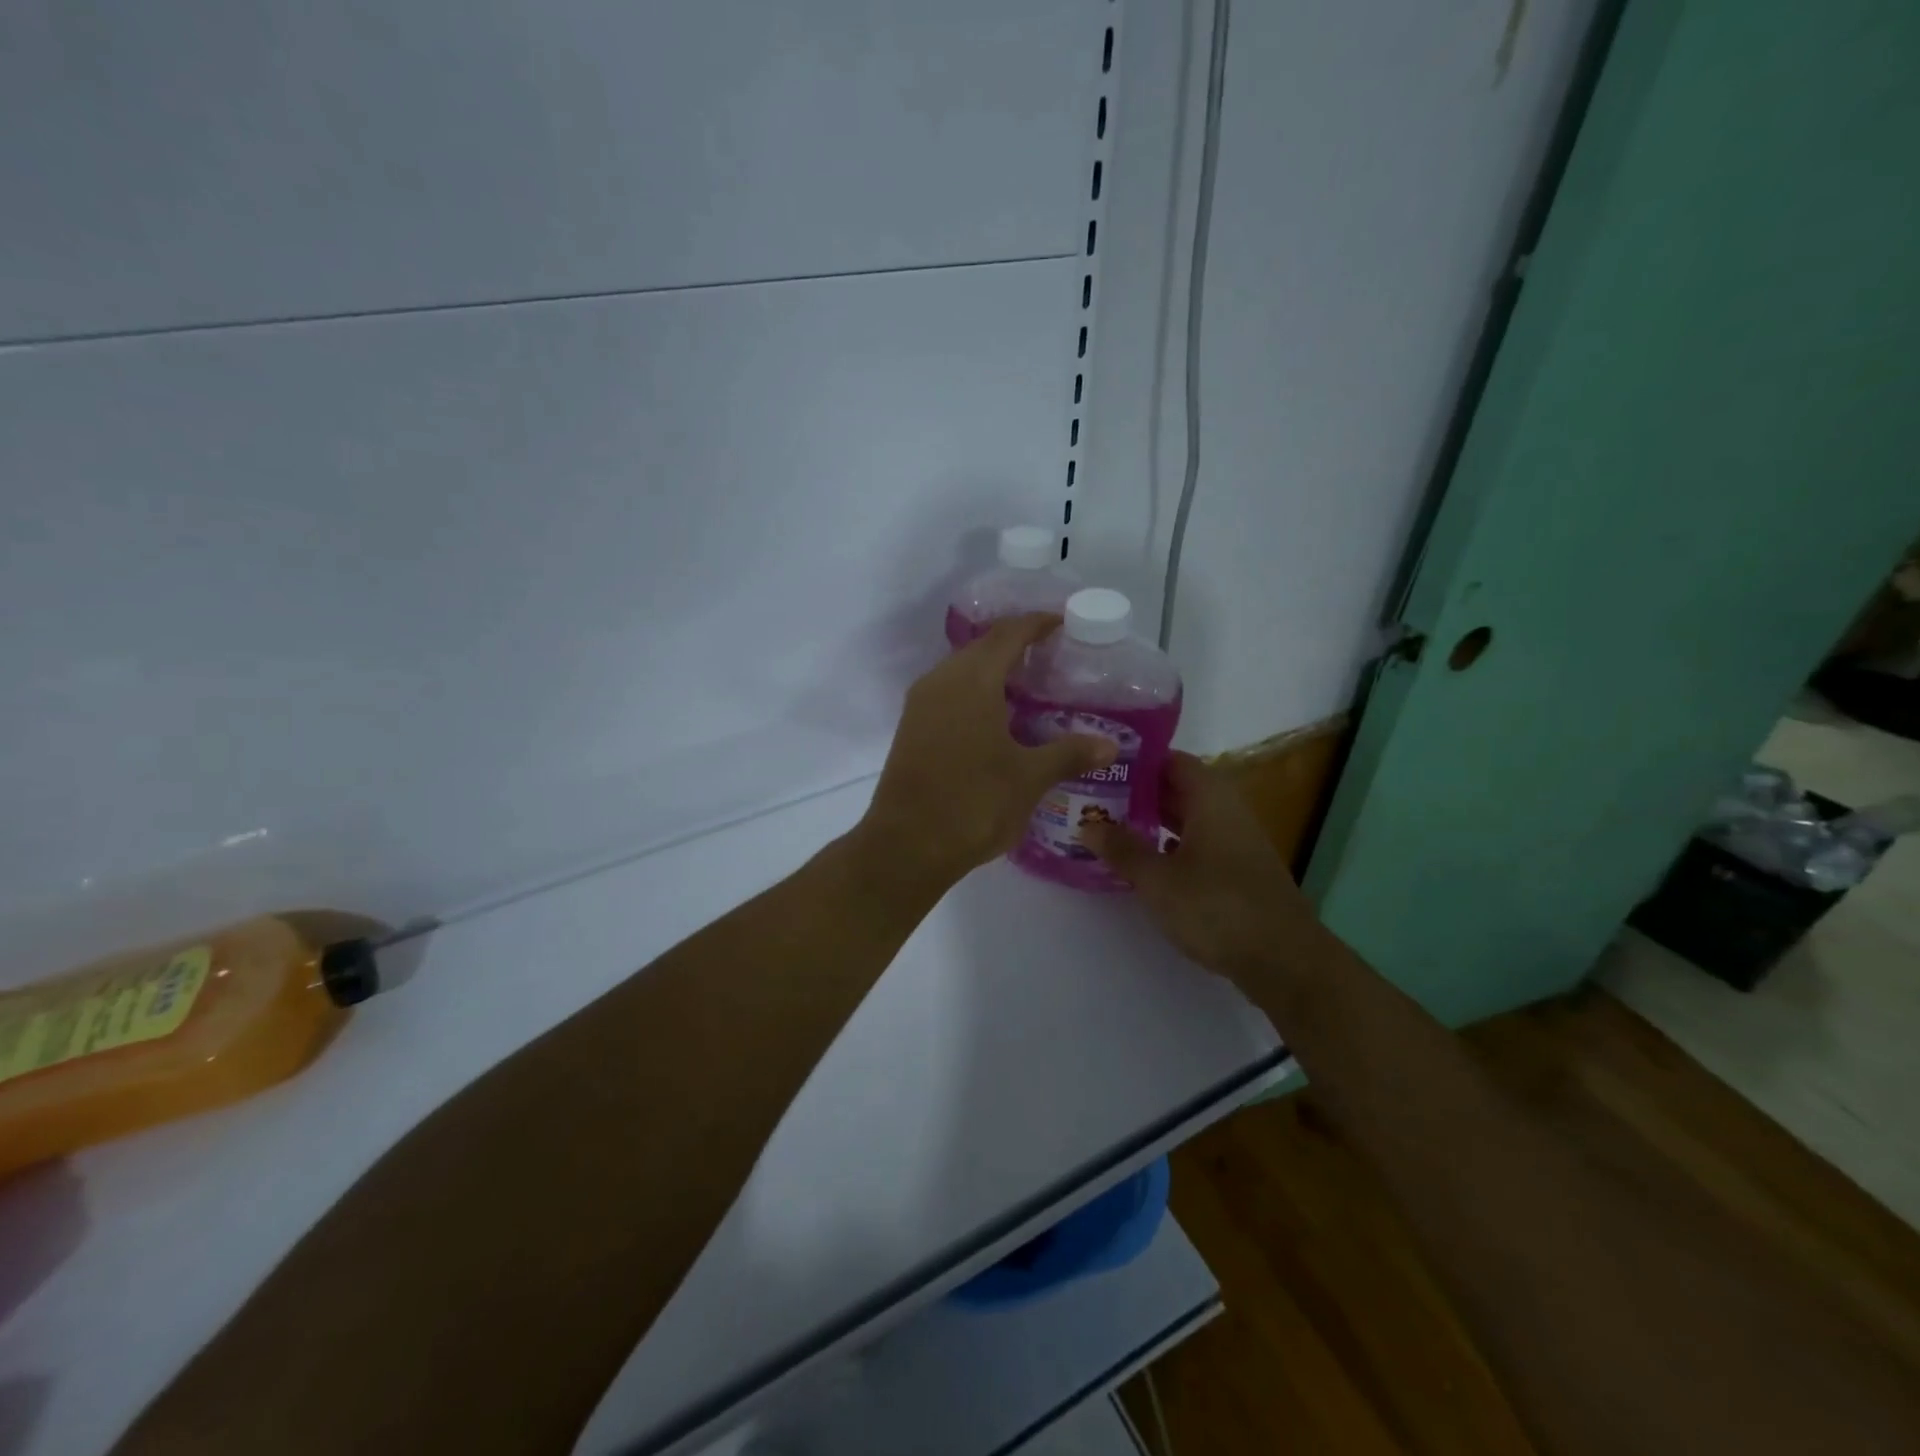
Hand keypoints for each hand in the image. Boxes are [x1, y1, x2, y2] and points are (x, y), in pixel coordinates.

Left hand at [854, 614, 1115, 890]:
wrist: (906, 846)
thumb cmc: (973, 804)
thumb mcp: (1029, 778)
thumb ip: (1069, 754)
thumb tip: (1109, 744)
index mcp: (972, 681)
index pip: (1007, 634)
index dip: (1035, 624)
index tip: (1062, 622)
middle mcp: (940, 682)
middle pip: (981, 647)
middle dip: (1015, 644)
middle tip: (1051, 656)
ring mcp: (920, 706)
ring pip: (961, 671)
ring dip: (992, 669)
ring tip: (1028, 686)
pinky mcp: (911, 729)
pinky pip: (947, 693)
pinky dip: (974, 692)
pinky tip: (996, 718)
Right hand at [1081, 751, 1313, 979]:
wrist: (1284, 960)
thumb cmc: (1217, 908)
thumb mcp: (1158, 879)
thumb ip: (1122, 849)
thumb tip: (1087, 824)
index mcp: (1210, 800)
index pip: (1172, 761)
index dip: (1139, 761)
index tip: (1103, 766)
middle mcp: (1227, 812)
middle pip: (1179, 789)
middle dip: (1139, 793)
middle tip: (1096, 797)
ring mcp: (1236, 843)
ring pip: (1188, 819)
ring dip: (1153, 821)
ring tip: (1112, 827)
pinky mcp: (1238, 873)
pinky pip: (1198, 845)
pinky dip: (1170, 847)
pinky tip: (1146, 864)